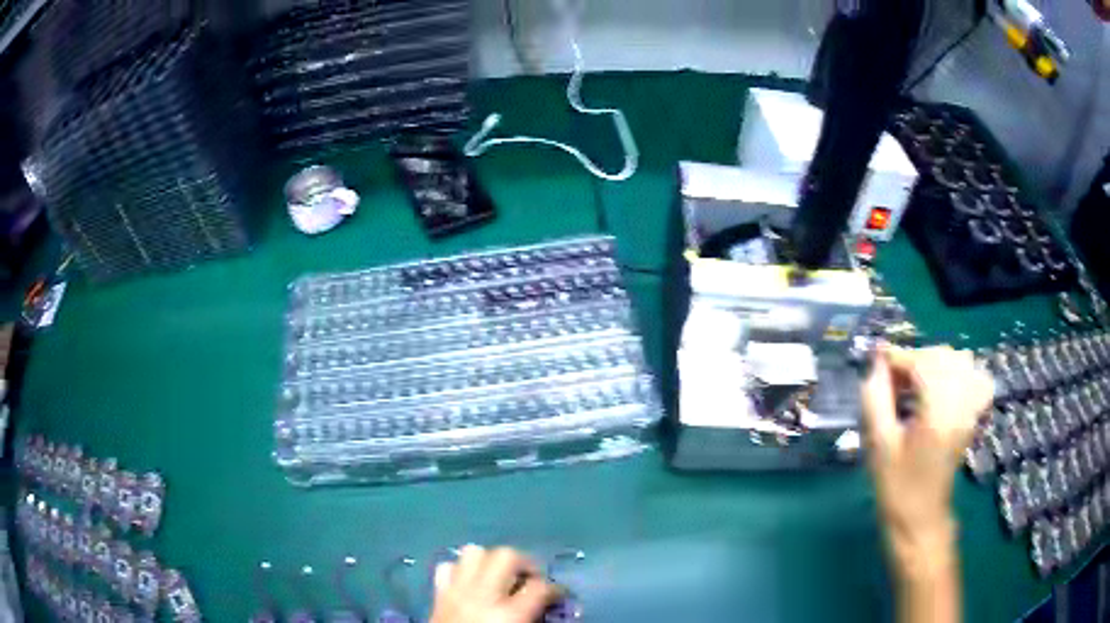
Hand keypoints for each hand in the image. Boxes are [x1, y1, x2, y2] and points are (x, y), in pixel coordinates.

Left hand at [430, 545, 561, 622]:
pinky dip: (459, 571)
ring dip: (490, 561)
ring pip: (474, 552)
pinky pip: (447, 568)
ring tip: (500, 577)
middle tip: (529, 580)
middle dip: (523, 564)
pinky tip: (469, 584)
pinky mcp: (438, 594)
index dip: (555, 589)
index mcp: (510, 614)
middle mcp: (483, 595)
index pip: (541, 587)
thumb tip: (548, 609)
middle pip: (507, 555)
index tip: (558, 595)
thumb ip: (535, 620)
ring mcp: (457, 591)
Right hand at [861, 344, 994, 570]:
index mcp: (937, 414)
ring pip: (961, 362)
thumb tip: (877, 362)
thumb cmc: (896, 487)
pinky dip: (962, 373)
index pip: (923, 364)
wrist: (920, 519)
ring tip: (916, 381)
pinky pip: (977, 379)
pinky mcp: (974, 416)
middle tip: (893, 377)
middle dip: (916, 359)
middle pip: (943, 357)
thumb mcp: (878, 445)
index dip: (898, 356)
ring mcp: (972, 410)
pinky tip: (946, 385)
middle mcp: (961, 406)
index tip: (877, 359)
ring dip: (936, 363)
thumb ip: (876, 398)